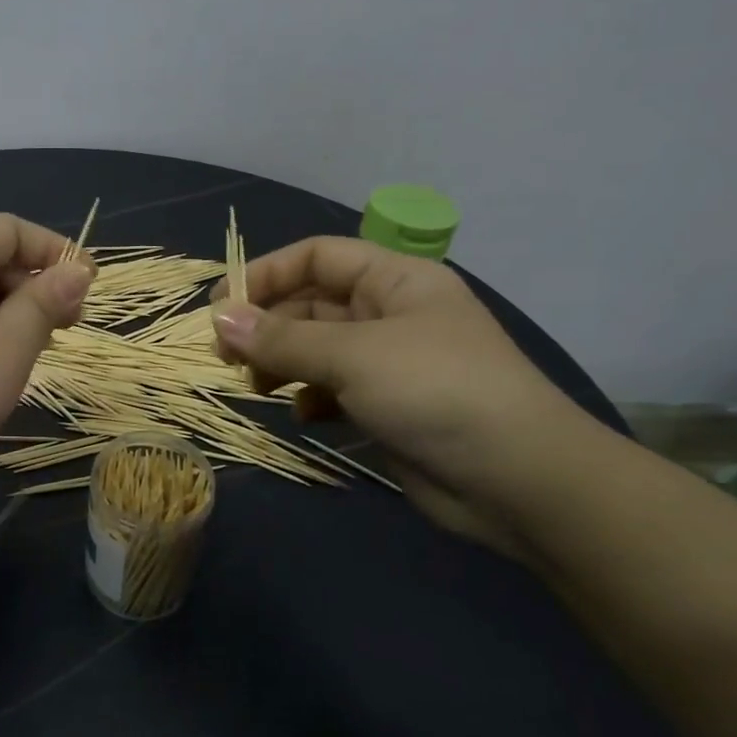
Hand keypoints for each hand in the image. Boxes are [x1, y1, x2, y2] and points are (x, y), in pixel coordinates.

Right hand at [211, 237, 583, 560]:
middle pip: (310, 303)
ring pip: (316, 348)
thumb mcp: (354, 355)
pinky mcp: (386, 406)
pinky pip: (332, 388)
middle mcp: (389, 313)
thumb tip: (219, 320)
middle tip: (226, 356)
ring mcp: (389, 362)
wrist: (517, 479)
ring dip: (282, 362)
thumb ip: (282, 338)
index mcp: (394, 279)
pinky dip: (309, 397)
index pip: (316, 257)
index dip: (266, 274)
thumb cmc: (436, 391)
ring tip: (258, 385)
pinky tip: (303, 415)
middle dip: (267, 326)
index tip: (221, 308)